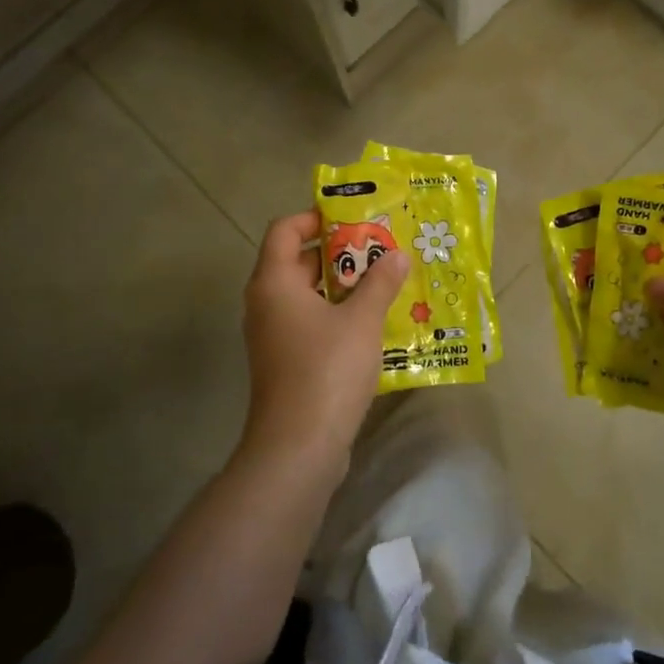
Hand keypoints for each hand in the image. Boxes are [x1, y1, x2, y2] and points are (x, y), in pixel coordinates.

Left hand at [240, 210, 409, 473]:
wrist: (298, 446)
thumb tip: (397, 255)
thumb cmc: (326, 369)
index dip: (315, 217)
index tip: (353, 217)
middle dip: (339, 252)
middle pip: (297, 261)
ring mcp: (273, 336)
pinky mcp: (285, 362)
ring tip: (383, 281)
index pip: (285, 230)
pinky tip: (372, 323)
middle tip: (379, 248)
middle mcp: (266, 303)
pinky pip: (309, 323)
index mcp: (274, 282)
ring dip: (342, 286)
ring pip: (306, 295)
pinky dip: (336, 315)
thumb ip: (380, 282)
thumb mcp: (362, 320)